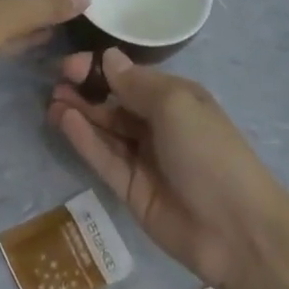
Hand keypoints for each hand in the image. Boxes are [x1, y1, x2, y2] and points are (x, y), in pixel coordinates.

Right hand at [47, 50, 288, 288]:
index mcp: (176, 98)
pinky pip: (104, 158)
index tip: (71, 64)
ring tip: (51, 100)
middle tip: (55, 80)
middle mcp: (158, 124)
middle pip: (115, 102)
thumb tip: (108, 57)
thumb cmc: (209, 151)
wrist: (236, 230)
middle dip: (86, 89)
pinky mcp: (131, 190)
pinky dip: (84, 139)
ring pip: (105, 129)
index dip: (101, 68)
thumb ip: (137, 83)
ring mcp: (144, 158)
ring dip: (80, 113)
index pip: (131, 76)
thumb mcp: (175, 104)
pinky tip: (64, 120)